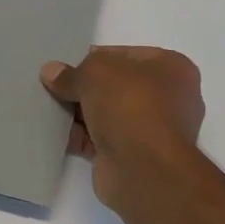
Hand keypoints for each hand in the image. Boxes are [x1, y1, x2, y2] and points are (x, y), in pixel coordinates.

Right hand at [41, 47, 204, 209]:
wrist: (143, 168)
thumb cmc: (130, 105)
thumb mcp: (95, 73)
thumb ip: (72, 72)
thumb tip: (51, 72)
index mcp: (173, 68)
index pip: (127, 55)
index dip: (96, 58)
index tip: (69, 66)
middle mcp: (169, 98)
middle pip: (117, 86)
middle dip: (86, 88)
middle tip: (56, 87)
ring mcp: (153, 130)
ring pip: (109, 114)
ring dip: (81, 114)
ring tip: (50, 108)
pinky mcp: (135, 157)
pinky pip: (102, 140)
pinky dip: (82, 137)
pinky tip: (57, 133)